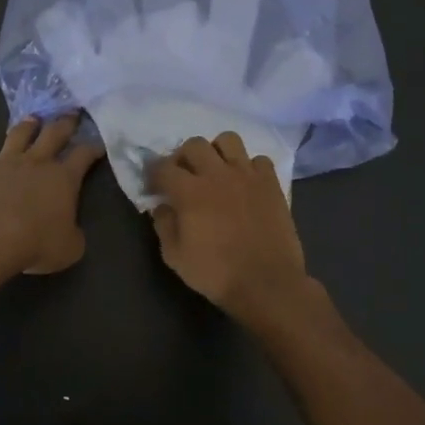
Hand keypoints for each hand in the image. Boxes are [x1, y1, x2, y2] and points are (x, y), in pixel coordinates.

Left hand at [0, 113, 104, 275]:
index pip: (84, 155)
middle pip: (53, 133)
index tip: (99, 144)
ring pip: (17, 136)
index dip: (94, 148)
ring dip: (26, 127)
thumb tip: (71, 231)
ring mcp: (3, 164)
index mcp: (63, 178)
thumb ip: (73, 235)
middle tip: (71, 114)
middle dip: (65, 123)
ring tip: (32, 120)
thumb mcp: (69, 249)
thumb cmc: (34, 244)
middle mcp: (35, 163)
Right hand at [148, 131, 309, 317]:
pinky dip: (249, 167)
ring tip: (216, 170)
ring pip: (228, 140)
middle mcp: (217, 174)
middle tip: (183, 176)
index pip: (163, 167)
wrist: (267, 284)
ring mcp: (247, 175)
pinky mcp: (270, 184)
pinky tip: (245, 184)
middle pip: (194, 144)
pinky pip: (259, 160)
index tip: (153, 186)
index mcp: (190, 192)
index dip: (153, 173)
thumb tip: (162, 206)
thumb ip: (164, 225)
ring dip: (217, 151)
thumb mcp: (175, 256)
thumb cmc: (216, 273)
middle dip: (183, 156)